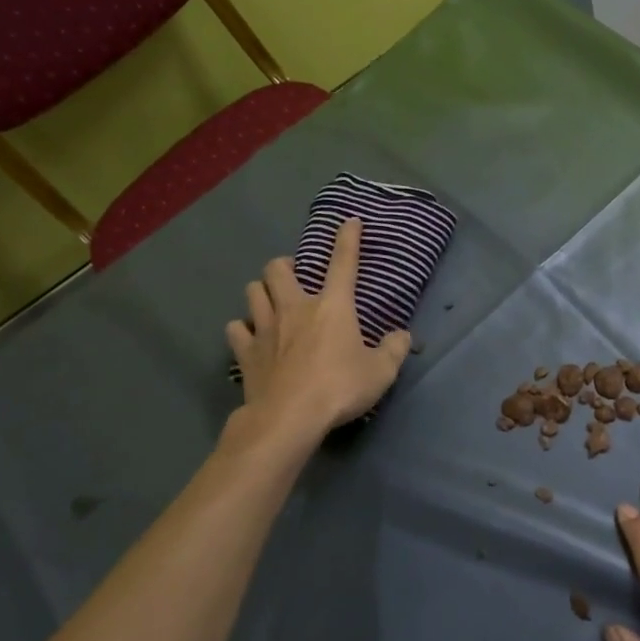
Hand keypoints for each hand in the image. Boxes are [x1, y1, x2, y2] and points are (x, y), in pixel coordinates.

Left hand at [226, 218, 412, 434]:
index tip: (349, 222)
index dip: (347, 238)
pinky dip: (243, 328)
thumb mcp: (380, 372)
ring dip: (261, 291)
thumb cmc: (339, 388)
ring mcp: (266, 328)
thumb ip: (394, 349)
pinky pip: (237, 328)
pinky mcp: (246, 352)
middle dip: (285, 265)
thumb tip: (402, 335)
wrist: (288, 418)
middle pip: (278, 269)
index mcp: (332, 306)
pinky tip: (251, 336)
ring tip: (271, 301)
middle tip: (296, 277)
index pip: (343, 262)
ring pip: (253, 291)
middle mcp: (295, 307)